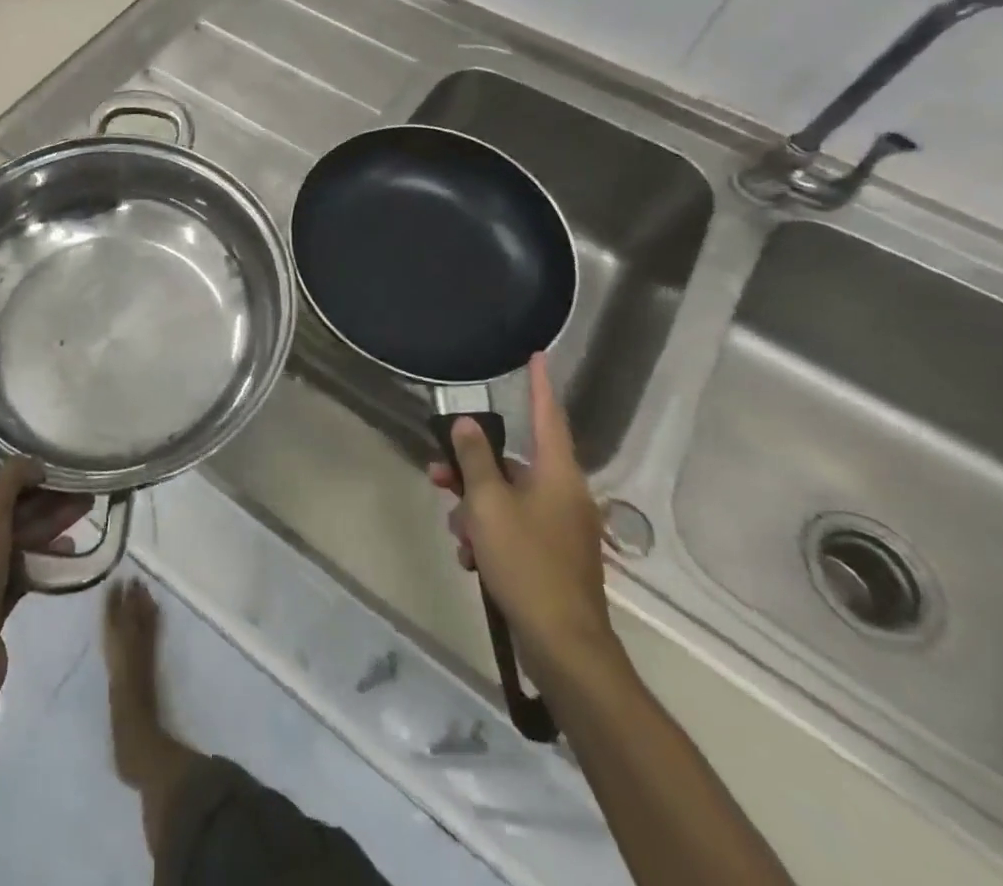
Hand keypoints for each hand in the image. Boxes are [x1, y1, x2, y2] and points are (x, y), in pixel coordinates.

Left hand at [0, 459, 90, 703]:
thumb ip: (11, 478)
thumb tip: (34, 463)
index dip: (25, 481)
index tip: (60, 476)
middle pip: (3, 516)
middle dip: (43, 504)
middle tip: (83, 494)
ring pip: (13, 544)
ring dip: (47, 528)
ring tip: (84, 514)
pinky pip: (17, 573)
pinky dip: (41, 559)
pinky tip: (69, 551)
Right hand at [427, 354, 620, 684]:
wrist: (564, 646)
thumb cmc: (525, 563)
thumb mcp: (488, 505)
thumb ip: (475, 459)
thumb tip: (467, 423)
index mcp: (558, 475)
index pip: (547, 416)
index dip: (539, 385)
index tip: (537, 356)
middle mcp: (565, 495)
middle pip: (512, 464)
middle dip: (471, 469)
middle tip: (436, 473)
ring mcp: (562, 528)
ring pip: (507, 499)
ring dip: (475, 509)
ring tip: (456, 535)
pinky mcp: (554, 557)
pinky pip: (514, 528)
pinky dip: (490, 535)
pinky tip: (471, 560)